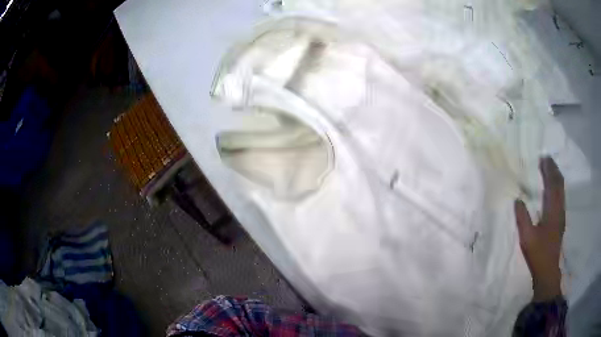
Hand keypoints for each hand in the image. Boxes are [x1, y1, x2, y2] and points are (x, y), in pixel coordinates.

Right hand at [514, 157, 564, 301]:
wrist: (548, 270)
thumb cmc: (538, 253)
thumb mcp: (527, 237)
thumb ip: (522, 218)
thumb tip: (518, 199)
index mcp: (552, 210)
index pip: (552, 184)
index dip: (549, 170)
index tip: (543, 158)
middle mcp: (559, 209)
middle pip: (559, 184)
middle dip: (554, 170)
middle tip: (547, 159)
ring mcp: (561, 215)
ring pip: (562, 190)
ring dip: (556, 177)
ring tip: (550, 169)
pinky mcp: (561, 220)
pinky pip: (561, 196)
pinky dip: (557, 187)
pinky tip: (553, 188)